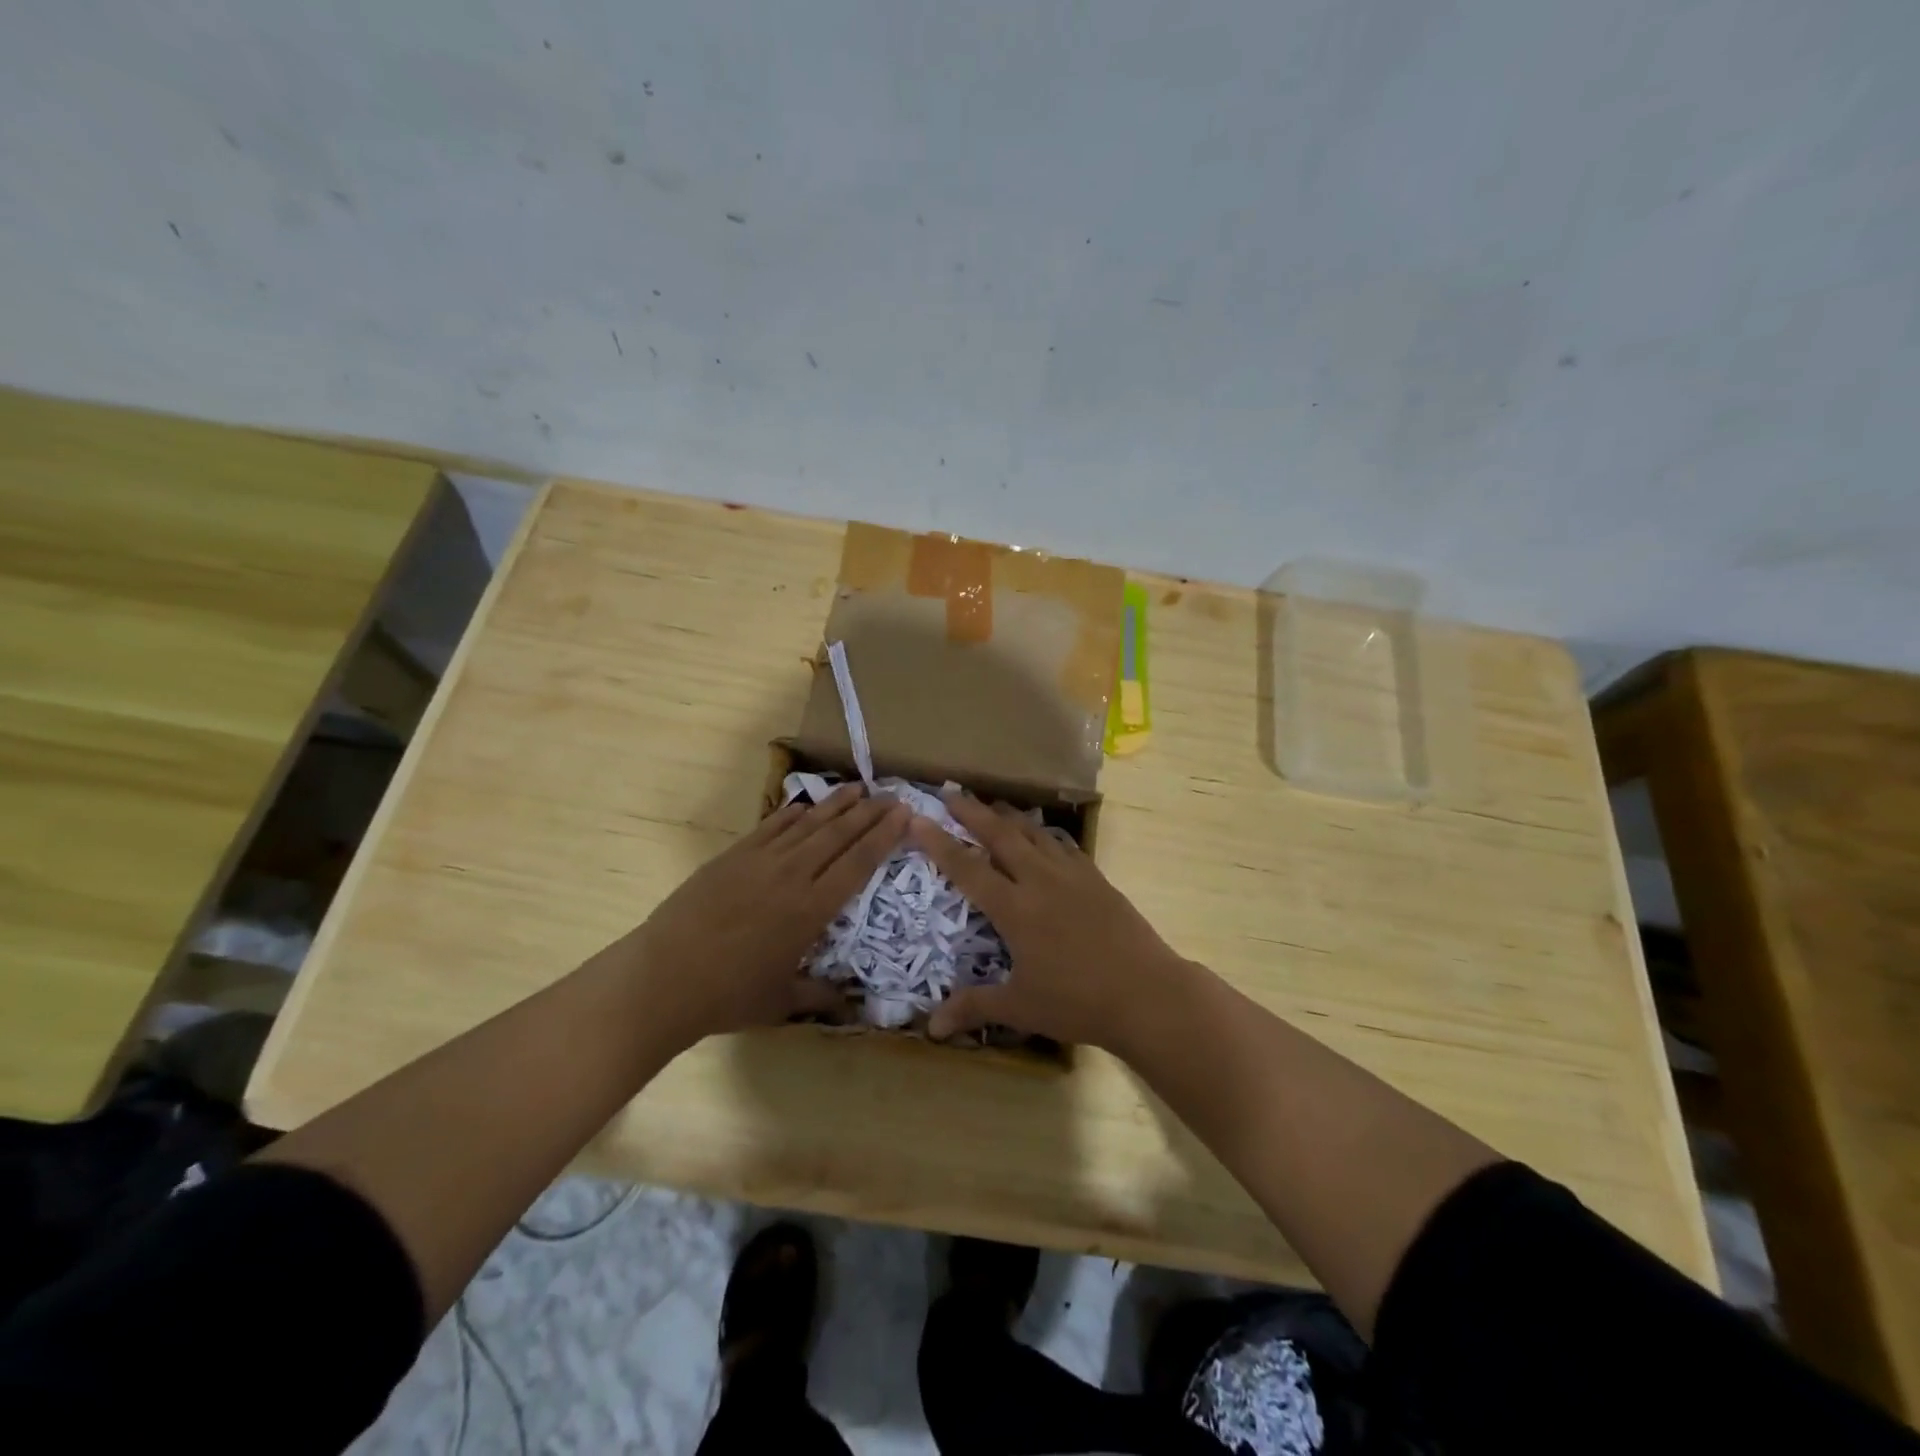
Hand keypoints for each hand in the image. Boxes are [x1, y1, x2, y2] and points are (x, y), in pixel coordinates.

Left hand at [627, 784, 909, 1047]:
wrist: (664, 978)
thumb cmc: (728, 995)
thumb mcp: (782, 1001)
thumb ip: (822, 996)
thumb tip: (854, 1006)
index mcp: (812, 910)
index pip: (858, 863)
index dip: (884, 836)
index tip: (905, 814)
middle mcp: (793, 876)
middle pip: (839, 835)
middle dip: (869, 813)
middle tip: (893, 795)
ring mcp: (761, 861)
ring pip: (808, 824)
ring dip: (836, 805)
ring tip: (859, 788)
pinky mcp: (733, 856)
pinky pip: (771, 827)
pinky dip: (792, 814)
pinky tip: (806, 805)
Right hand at [911, 791, 1193, 1051]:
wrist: (1146, 992)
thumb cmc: (1077, 1002)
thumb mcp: (1020, 1007)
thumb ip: (974, 1007)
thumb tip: (930, 1029)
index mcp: (1014, 908)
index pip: (967, 867)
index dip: (939, 842)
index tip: (918, 818)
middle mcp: (1039, 880)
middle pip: (1000, 835)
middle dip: (972, 812)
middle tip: (951, 792)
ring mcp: (1071, 875)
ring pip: (1033, 833)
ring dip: (1009, 816)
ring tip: (992, 804)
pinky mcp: (1097, 878)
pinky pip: (1063, 845)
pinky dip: (1044, 834)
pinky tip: (1043, 835)